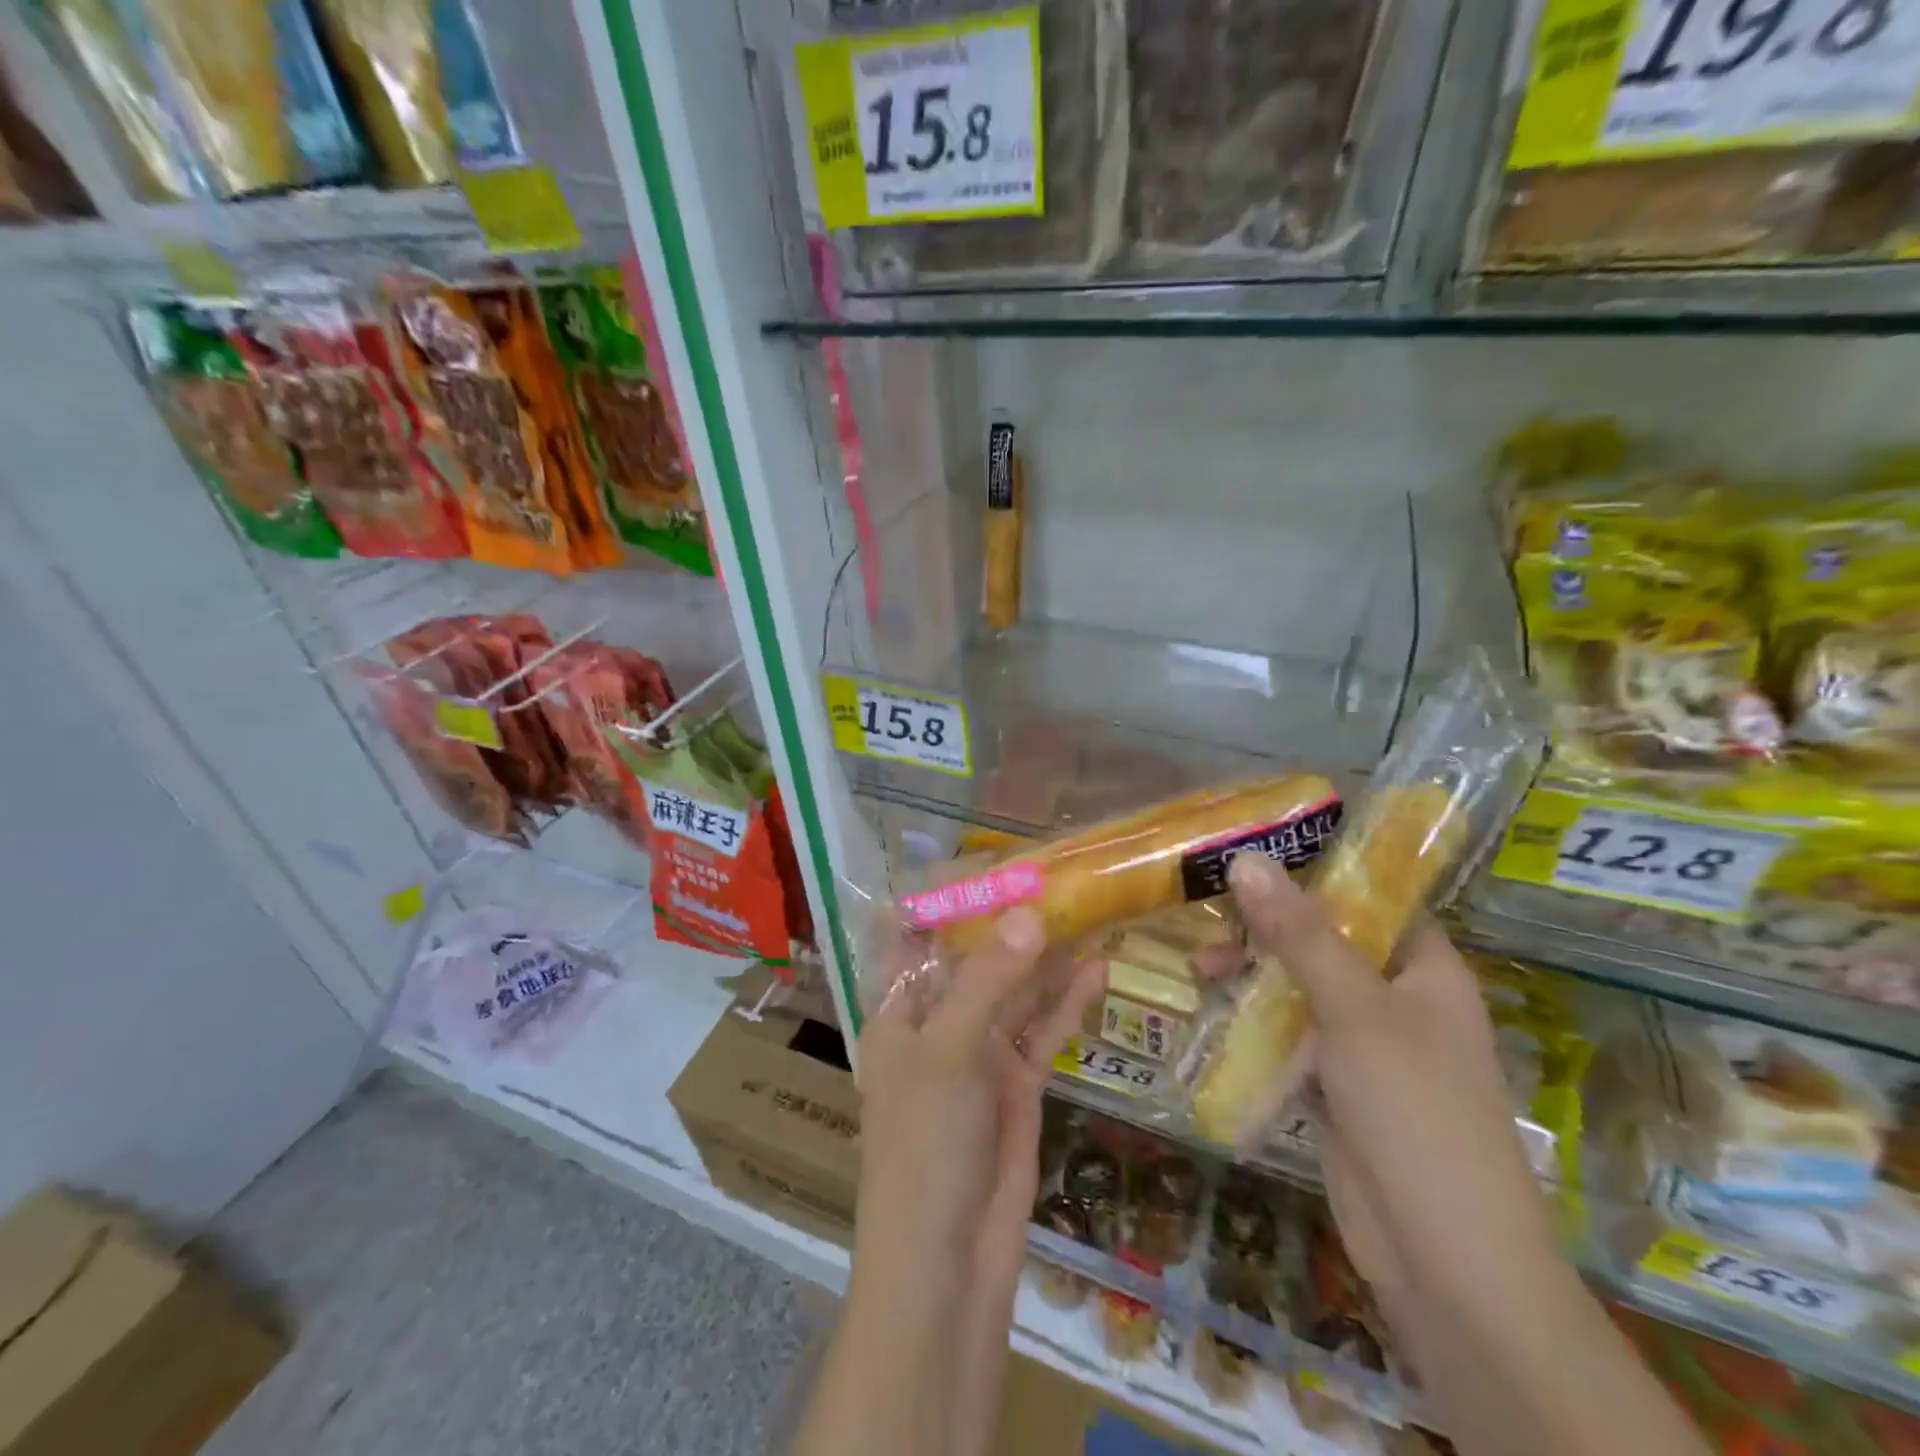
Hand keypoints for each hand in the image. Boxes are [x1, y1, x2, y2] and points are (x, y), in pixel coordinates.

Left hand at [858, 907, 1103, 1277]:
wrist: (948, 1263)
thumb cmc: (924, 1144)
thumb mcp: (948, 1051)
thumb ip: (988, 980)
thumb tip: (1029, 913)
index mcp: (899, 1011)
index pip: (916, 938)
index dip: (945, 901)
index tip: (988, 861)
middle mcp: (938, 1024)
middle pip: (976, 959)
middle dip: (1011, 923)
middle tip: (1058, 876)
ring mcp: (980, 1053)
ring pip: (1016, 991)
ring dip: (1047, 957)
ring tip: (1087, 910)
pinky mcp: (1017, 1083)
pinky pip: (1043, 1030)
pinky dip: (1067, 1002)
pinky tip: (1098, 968)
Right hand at [1225, 853, 1567, 1319]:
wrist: (1444, 1260)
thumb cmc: (1415, 1111)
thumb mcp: (1354, 1008)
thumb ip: (1299, 933)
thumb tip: (1245, 859)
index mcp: (1425, 970)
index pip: (1372, 899)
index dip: (1319, 871)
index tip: (1253, 852)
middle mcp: (1397, 1000)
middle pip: (1327, 941)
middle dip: (1267, 927)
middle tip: (1208, 915)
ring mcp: (1366, 1046)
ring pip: (1301, 989)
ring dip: (1253, 975)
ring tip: (1200, 968)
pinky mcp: (1336, 1087)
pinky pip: (1290, 1036)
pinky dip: (1254, 1021)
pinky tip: (1213, 1009)